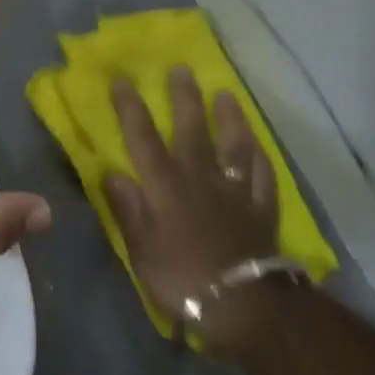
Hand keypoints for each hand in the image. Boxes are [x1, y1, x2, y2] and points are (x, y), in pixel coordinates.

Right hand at [106, 68, 283, 351]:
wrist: (242, 305)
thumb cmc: (181, 277)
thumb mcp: (140, 247)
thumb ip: (127, 208)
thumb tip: (111, 172)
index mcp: (165, 185)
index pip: (143, 137)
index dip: (131, 107)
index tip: (122, 79)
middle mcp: (199, 177)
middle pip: (192, 129)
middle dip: (184, 97)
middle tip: (182, 68)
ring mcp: (235, 190)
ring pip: (234, 145)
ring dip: (230, 118)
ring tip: (226, 94)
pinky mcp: (261, 208)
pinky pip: (263, 176)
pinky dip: (260, 157)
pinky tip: (258, 145)